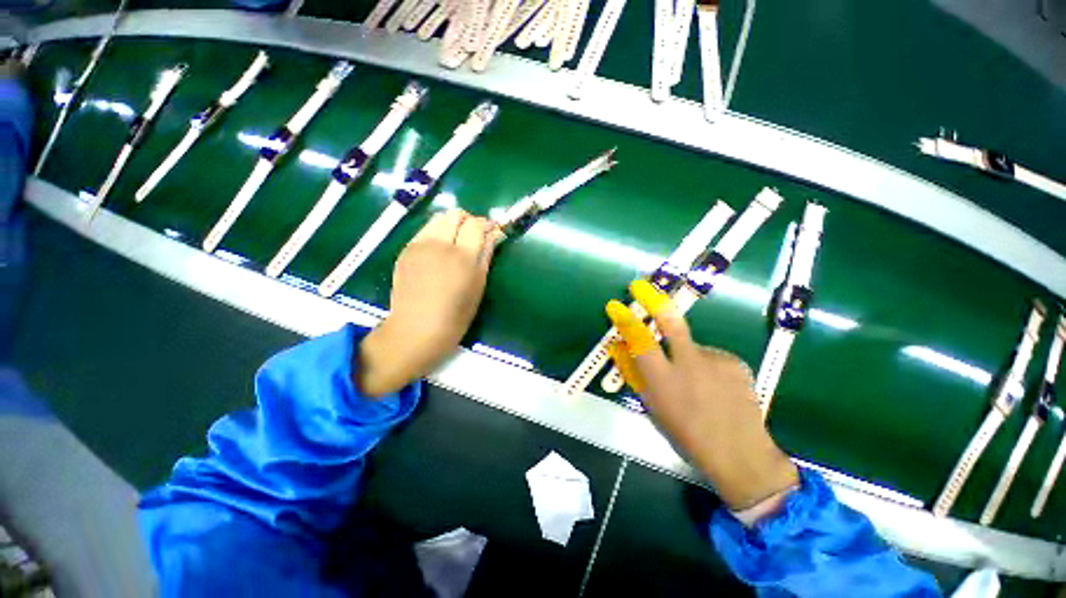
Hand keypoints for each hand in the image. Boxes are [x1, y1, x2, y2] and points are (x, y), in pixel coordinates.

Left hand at [357, 209, 503, 396]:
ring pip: (438, 218)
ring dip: (451, 224)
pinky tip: (438, 253)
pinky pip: (424, 231)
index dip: (487, 224)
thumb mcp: (478, 286)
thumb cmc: (456, 315)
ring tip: (455, 243)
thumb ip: (486, 255)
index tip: (492, 231)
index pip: (476, 224)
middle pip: (455, 214)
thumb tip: (494, 234)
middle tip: (473, 237)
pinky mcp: (405, 250)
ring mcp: (419, 245)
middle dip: (468, 221)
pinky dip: (436, 234)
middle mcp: (439, 244)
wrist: (416, 329)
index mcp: (462, 257)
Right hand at [606, 280, 799, 509]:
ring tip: (698, 384)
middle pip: (671, 323)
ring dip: (686, 356)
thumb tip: (618, 346)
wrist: (743, 456)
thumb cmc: (687, 436)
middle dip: (653, 300)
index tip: (615, 306)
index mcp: (665, 381)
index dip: (625, 321)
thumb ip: (635, 373)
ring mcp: (716, 360)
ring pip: (691, 346)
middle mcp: (690, 364)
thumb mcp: (653, 407)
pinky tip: (716, 388)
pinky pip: (711, 356)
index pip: (640, 341)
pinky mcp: (735, 361)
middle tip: (639, 286)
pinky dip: (706, 366)